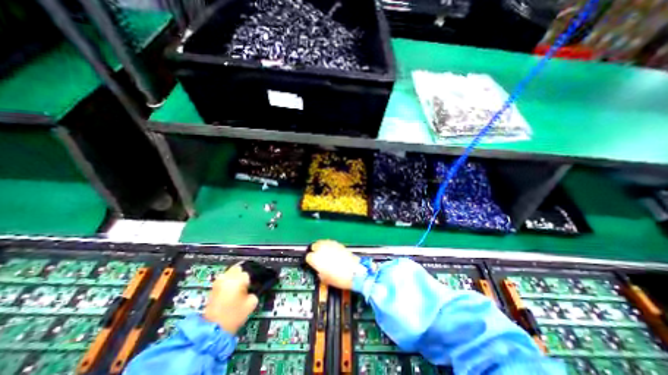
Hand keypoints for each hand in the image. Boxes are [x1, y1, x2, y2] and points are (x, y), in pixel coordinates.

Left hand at [203, 264, 256, 333]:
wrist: (212, 330)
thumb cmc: (234, 315)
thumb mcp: (252, 303)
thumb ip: (255, 292)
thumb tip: (253, 289)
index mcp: (239, 278)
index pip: (249, 271)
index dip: (253, 277)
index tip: (254, 284)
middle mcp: (228, 276)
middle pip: (238, 268)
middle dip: (243, 273)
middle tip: (248, 282)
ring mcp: (218, 282)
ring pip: (230, 273)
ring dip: (235, 277)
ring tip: (239, 287)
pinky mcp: (213, 289)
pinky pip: (224, 280)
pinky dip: (228, 282)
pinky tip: (232, 291)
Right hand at [307, 240, 359, 289]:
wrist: (354, 272)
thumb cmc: (339, 278)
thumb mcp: (324, 279)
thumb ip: (318, 271)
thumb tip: (319, 269)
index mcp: (316, 258)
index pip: (308, 257)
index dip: (309, 261)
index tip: (311, 264)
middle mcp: (322, 249)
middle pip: (313, 246)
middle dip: (314, 251)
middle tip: (316, 257)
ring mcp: (330, 245)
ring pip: (322, 242)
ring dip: (321, 247)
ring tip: (323, 253)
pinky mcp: (338, 243)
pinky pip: (330, 242)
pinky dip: (329, 246)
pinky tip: (331, 251)